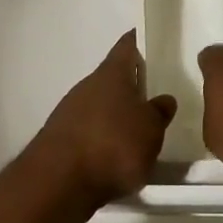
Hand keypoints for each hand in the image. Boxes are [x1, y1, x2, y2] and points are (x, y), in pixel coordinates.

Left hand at [29, 31, 176, 211]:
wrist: (58, 183)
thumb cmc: (113, 145)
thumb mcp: (151, 130)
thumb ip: (159, 112)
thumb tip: (164, 99)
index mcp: (111, 74)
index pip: (126, 46)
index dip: (137, 41)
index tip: (148, 39)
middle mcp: (88, 86)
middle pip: (112, 78)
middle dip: (130, 85)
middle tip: (152, 95)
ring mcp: (70, 112)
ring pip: (99, 105)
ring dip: (115, 115)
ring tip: (137, 132)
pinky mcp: (60, 140)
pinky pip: (88, 130)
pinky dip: (102, 138)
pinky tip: (114, 156)